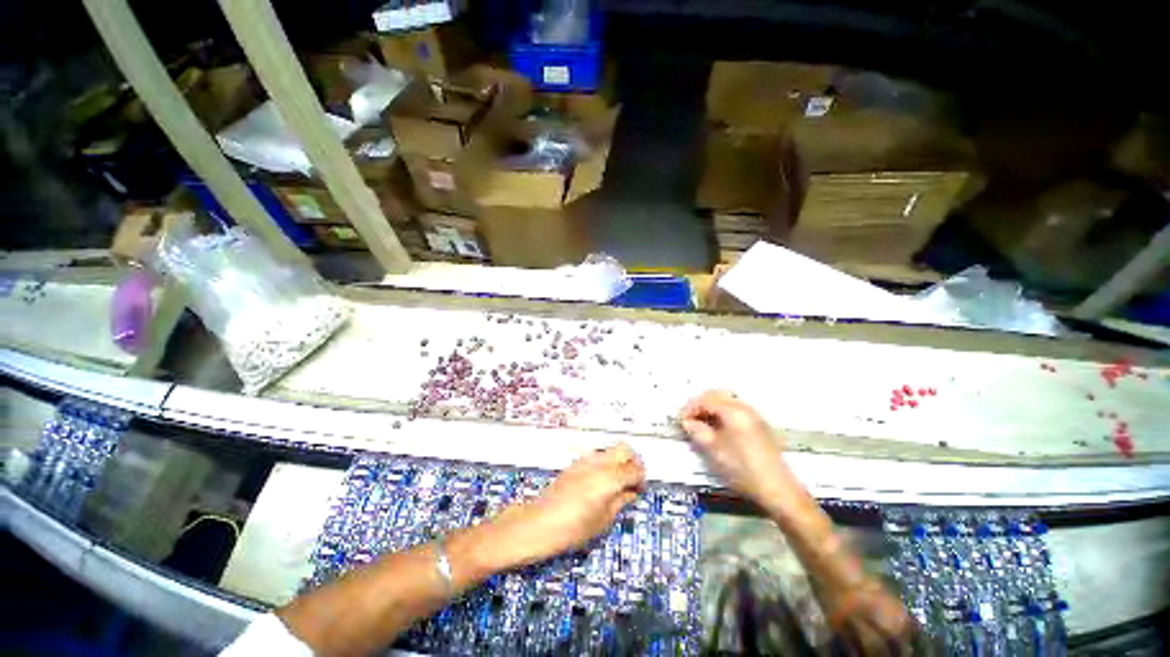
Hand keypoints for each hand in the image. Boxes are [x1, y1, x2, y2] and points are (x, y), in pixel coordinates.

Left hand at [493, 444, 644, 565]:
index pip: (635, 469)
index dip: (641, 479)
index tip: (639, 490)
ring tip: (617, 481)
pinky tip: (600, 482)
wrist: (538, 523)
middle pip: (625, 449)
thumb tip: (631, 493)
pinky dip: (606, 463)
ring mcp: (586, 460)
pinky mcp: (575, 463)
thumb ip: (620, 502)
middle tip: (632, 480)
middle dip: (633, 462)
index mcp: (609, 478)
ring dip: (619, 461)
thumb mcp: (602, 521)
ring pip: (611, 449)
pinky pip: (598, 455)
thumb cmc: (571, 529)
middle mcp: (599, 463)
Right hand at [680, 390, 786, 503]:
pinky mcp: (759, 425)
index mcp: (733, 411)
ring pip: (727, 401)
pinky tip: (718, 428)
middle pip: (717, 394)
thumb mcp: (714, 451)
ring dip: (711, 408)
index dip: (690, 408)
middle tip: (690, 419)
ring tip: (702, 423)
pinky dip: (722, 413)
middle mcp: (745, 408)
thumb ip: (698, 432)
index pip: (706, 399)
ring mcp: (754, 416)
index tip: (682, 421)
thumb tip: (688, 422)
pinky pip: (735, 409)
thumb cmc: (743, 469)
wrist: (778, 489)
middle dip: (700, 404)